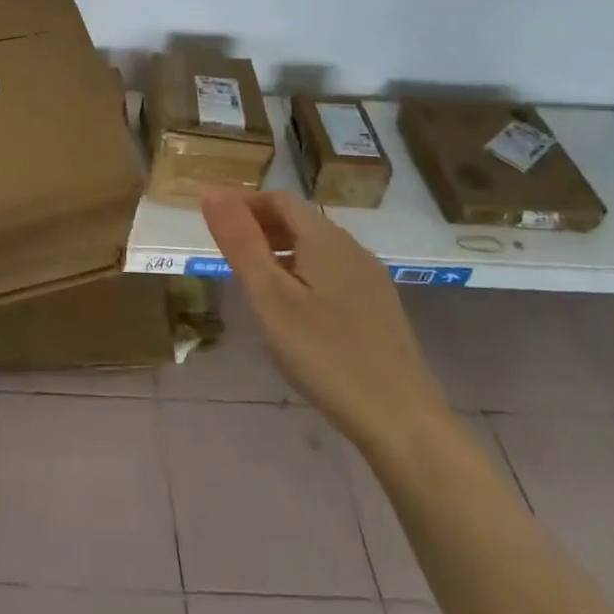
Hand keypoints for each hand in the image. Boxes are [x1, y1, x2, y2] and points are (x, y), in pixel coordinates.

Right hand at [201, 189, 448, 455]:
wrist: (403, 422)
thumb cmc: (325, 354)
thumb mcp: (269, 297)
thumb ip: (240, 242)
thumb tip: (210, 190)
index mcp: (325, 239)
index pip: (278, 199)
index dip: (242, 203)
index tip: (212, 222)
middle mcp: (352, 248)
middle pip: (299, 221)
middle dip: (259, 226)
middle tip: (225, 253)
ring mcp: (371, 279)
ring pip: (315, 248)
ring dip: (279, 251)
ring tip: (252, 281)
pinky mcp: (379, 309)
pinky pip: (331, 273)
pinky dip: (301, 274)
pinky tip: (293, 311)